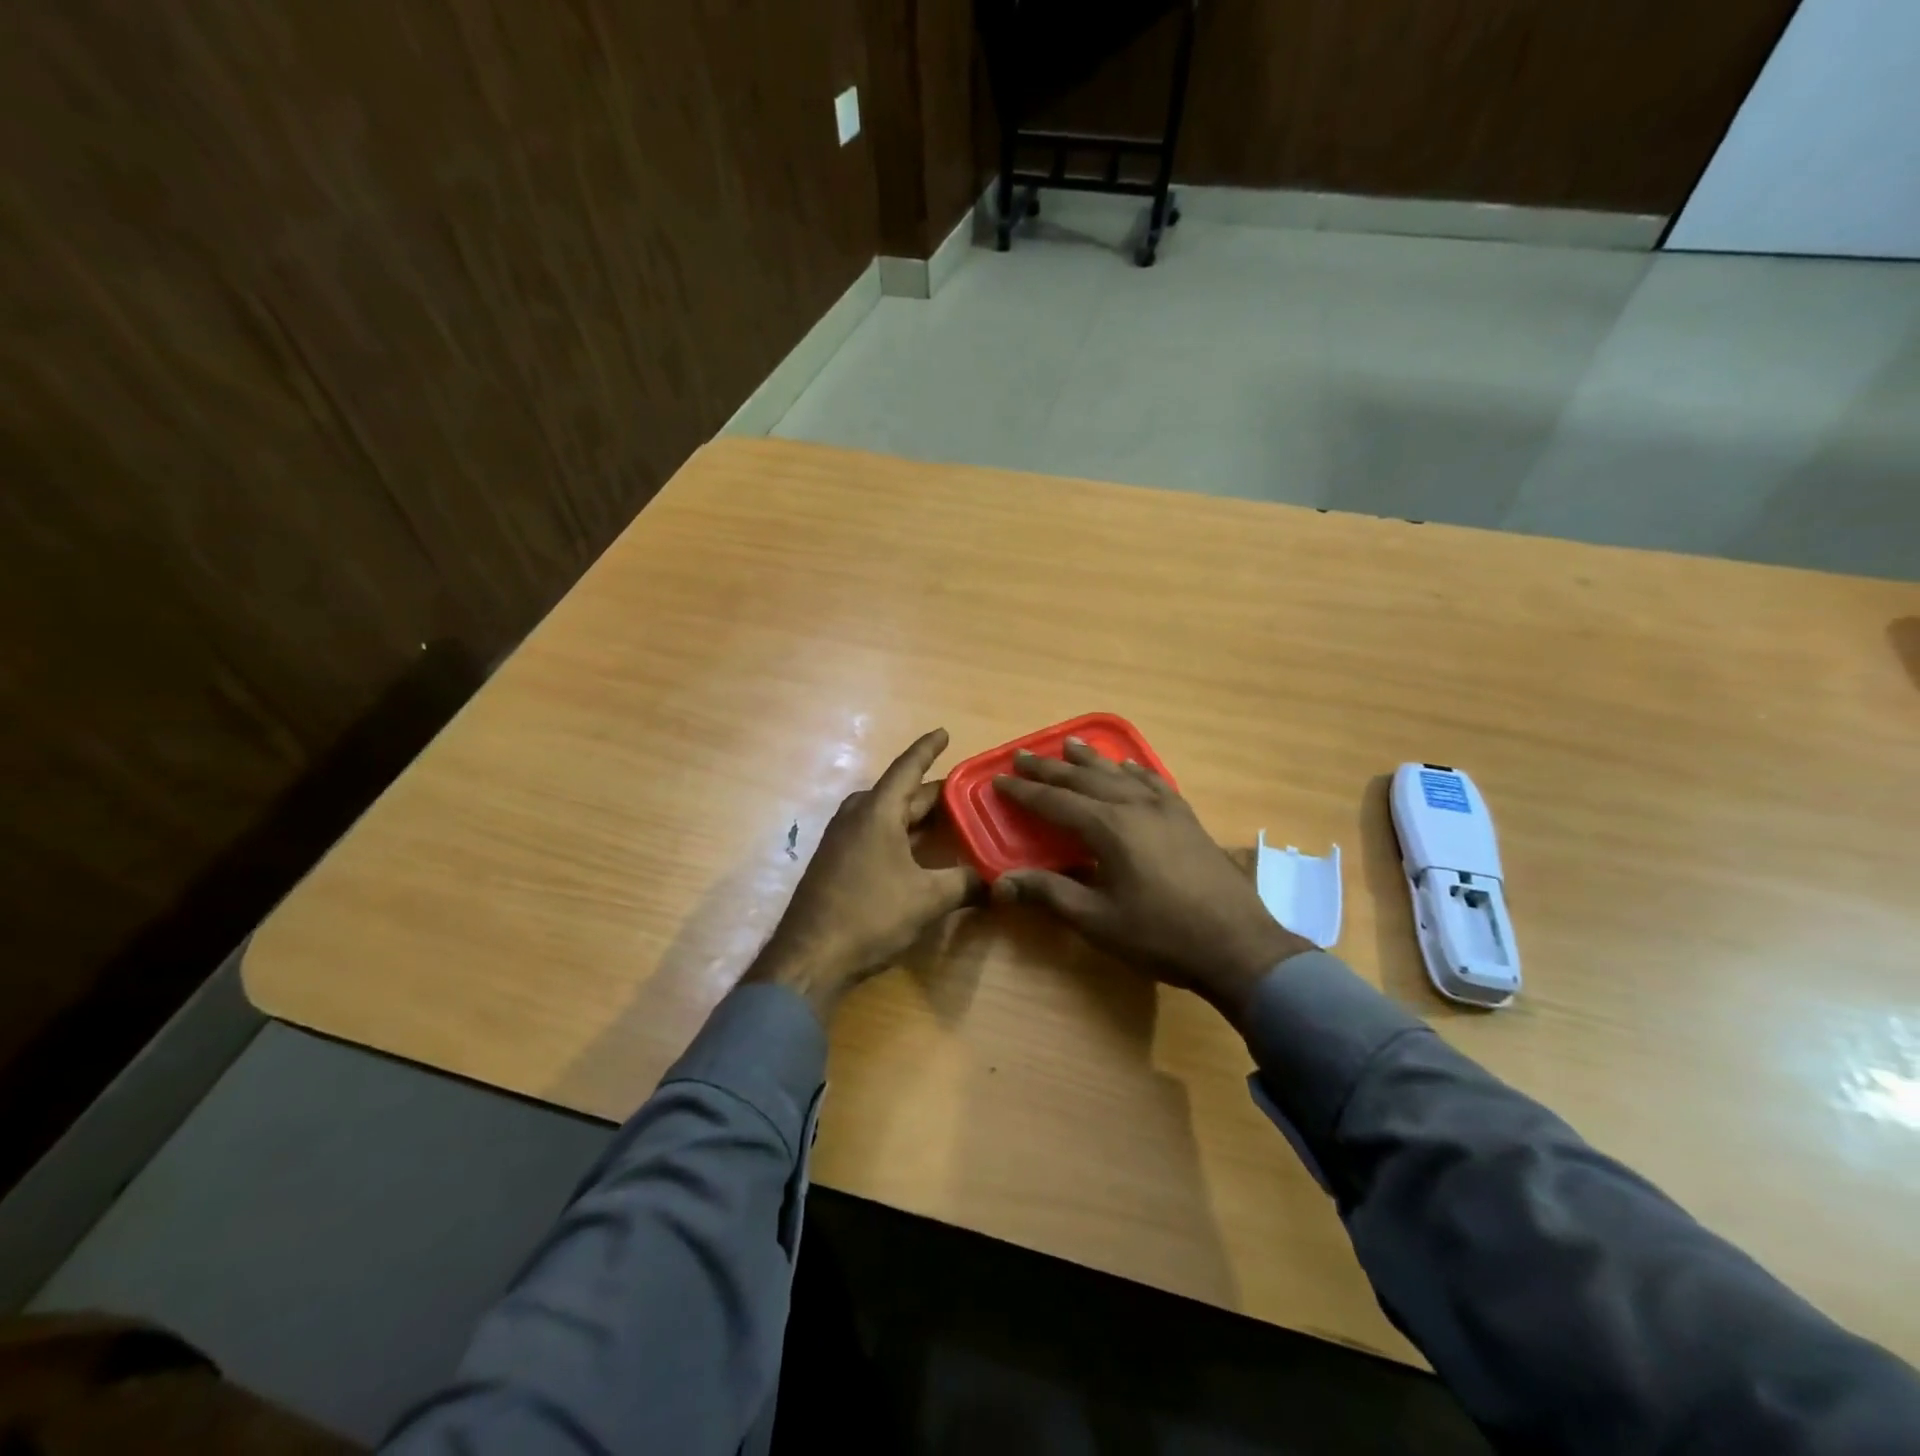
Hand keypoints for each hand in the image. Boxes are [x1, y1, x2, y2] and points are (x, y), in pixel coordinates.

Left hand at [745, 729, 980, 1022]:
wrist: (809, 956)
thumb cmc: (870, 914)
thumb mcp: (928, 899)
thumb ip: (965, 884)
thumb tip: (995, 883)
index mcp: (877, 811)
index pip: (907, 768)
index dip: (928, 749)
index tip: (944, 732)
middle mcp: (857, 816)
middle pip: (900, 793)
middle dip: (932, 792)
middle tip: (965, 791)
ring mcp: (841, 840)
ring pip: (886, 815)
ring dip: (914, 815)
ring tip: (946, 818)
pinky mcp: (836, 863)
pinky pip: (874, 834)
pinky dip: (899, 834)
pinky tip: (916, 851)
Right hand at [991, 738, 1311, 1027]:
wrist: (1238, 946)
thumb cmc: (1161, 936)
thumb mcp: (1097, 921)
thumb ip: (1049, 894)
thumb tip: (1001, 883)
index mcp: (1109, 829)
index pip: (1055, 802)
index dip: (1024, 791)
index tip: (998, 779)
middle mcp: (1135, 807)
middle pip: (1084, 779)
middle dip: (1050, 768)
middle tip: (1023, 756)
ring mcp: (1166, 810)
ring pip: (1120, 774)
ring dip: (1091, 760)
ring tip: (1070, 745)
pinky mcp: (1187, 819)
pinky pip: (1154, 783)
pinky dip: (1134, 771)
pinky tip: (1129, 767)